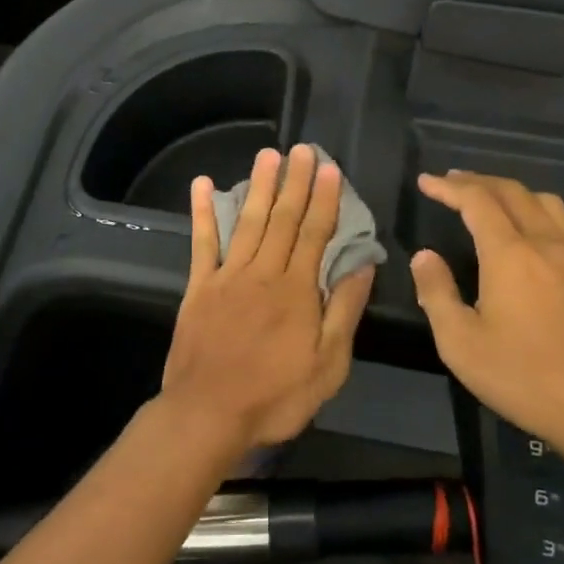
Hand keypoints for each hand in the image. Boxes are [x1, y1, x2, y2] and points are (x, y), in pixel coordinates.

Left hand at [162, 145, 375, 457]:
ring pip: (248, 221)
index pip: (315, 233)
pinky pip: (202, 242)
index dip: (324, 199)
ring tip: (268, 155)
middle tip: (302, 149)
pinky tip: (203, 185)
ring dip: (260, 186)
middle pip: (283, 219)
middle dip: (295, 181)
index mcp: (297, 290)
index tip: (330, 169)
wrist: (208, 414)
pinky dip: (202, 212)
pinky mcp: (199, 287)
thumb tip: (363, 265)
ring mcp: (228, 276)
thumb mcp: (329, 364)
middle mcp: (263, 272)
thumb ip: (344, 310)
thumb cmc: (276, 395)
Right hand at [410, 171, 563, 452]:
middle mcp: (547, 243)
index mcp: (511, 255)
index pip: (477, 202)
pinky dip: (538, 209)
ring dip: (511, 191)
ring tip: (489, 197)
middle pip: (512, 192)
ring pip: (544, 201)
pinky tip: (531, 227)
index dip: (449, 188)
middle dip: (477, 181)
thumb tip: (424, 256)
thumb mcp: (460, 343)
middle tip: (451, 182)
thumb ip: (437, 292)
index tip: (426, 182)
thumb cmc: (522, 377)